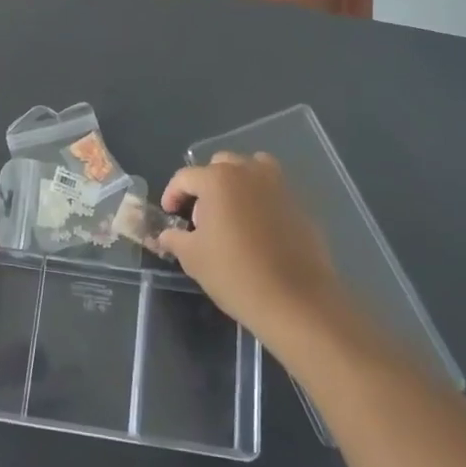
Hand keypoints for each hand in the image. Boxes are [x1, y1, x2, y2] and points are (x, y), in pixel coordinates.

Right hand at [156, 153, 348, 354]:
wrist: (295, 301)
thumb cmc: (235, 274)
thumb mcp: (192, 258)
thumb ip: (175, 238)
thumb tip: (165, 235)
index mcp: (218, 179)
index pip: (185, 177)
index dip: (172, 194)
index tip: (170, 215)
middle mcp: (249, 172)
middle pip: (220, 165)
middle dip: (205, 184)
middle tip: (201, 215)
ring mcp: (279, 186)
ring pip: (252, 170)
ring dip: (237, 183)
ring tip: (232, 213)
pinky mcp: (300, 205)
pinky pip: (273, 191)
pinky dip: (260, 199)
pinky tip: (258, 231)